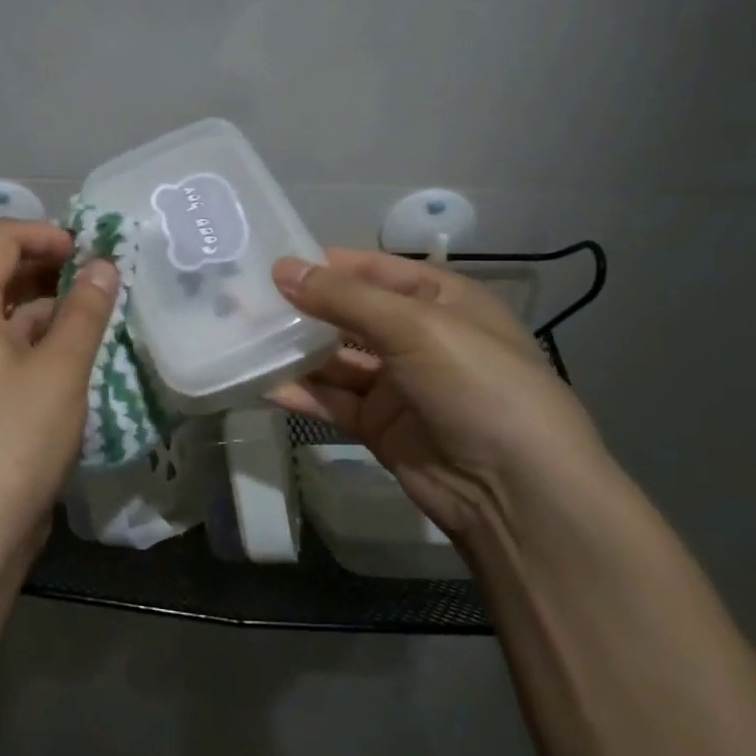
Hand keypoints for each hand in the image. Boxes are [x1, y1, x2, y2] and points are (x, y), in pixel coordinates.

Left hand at [0, 219, 118, 582]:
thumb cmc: (16, 440)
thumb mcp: (61, 370)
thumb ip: (84, 311)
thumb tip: (103, 264)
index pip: (0, 240)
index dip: (47, 234)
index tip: (91, 251)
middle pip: (2, 275)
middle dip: (53, 270)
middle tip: (104, 281)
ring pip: (9, 317)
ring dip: (53, 311)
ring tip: (102, 318)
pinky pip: (7, 352)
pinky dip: (41, 346)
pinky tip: (80, 360)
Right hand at [268, 247, 611, 539]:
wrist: (516, 492)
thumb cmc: (477, 385)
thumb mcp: (414, 327)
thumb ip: (343, 298)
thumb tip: (281, 269)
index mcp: (440, 300)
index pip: (372, 269)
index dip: (324, 264)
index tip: (268, 263)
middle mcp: (417, 337)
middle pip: (347, 314)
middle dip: (300, 308)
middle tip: (240, 301)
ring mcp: (397, 384)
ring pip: (333, 359)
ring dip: (293, 350)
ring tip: (240, 337)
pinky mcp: (378, 426)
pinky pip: (331, 400)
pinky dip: (299, 393)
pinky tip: (260, 383)